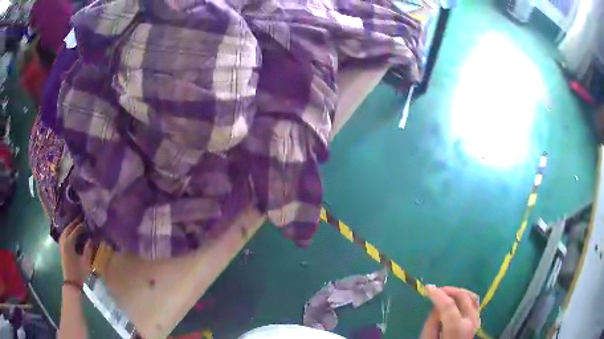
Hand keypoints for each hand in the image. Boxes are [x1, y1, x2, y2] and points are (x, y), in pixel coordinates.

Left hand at [59, 220, 92, 284]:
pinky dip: (67, 231)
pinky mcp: (61, 248)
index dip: (81, 226)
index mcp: (69, 243)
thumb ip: (88, 249)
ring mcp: (61, 245)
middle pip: (68, 228)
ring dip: (70, 226)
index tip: (87, 223)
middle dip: (74, 223)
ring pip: (64, 231)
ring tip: (76, 224)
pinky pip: (63, 235)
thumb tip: (91, 239)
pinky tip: (70, 233)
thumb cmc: (79, 272)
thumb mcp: (86, 262)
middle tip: (81, 218)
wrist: (71, 282)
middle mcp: (63, 241)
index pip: (75, 231)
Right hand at [420, 285, 480, 338]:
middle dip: (449, 290)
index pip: (449, 306)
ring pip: (471, 296)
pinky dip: (465, 297)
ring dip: (458, 292)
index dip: (438, 295)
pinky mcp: (477, 320)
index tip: (427, 288)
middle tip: (436, 290)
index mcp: (457, 330)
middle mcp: (471, 322)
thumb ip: (432, 322)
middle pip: (463, 297)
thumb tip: (437, 306)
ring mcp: (476, 321)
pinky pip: (474, 303)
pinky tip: (456, 301)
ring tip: (445, 295)